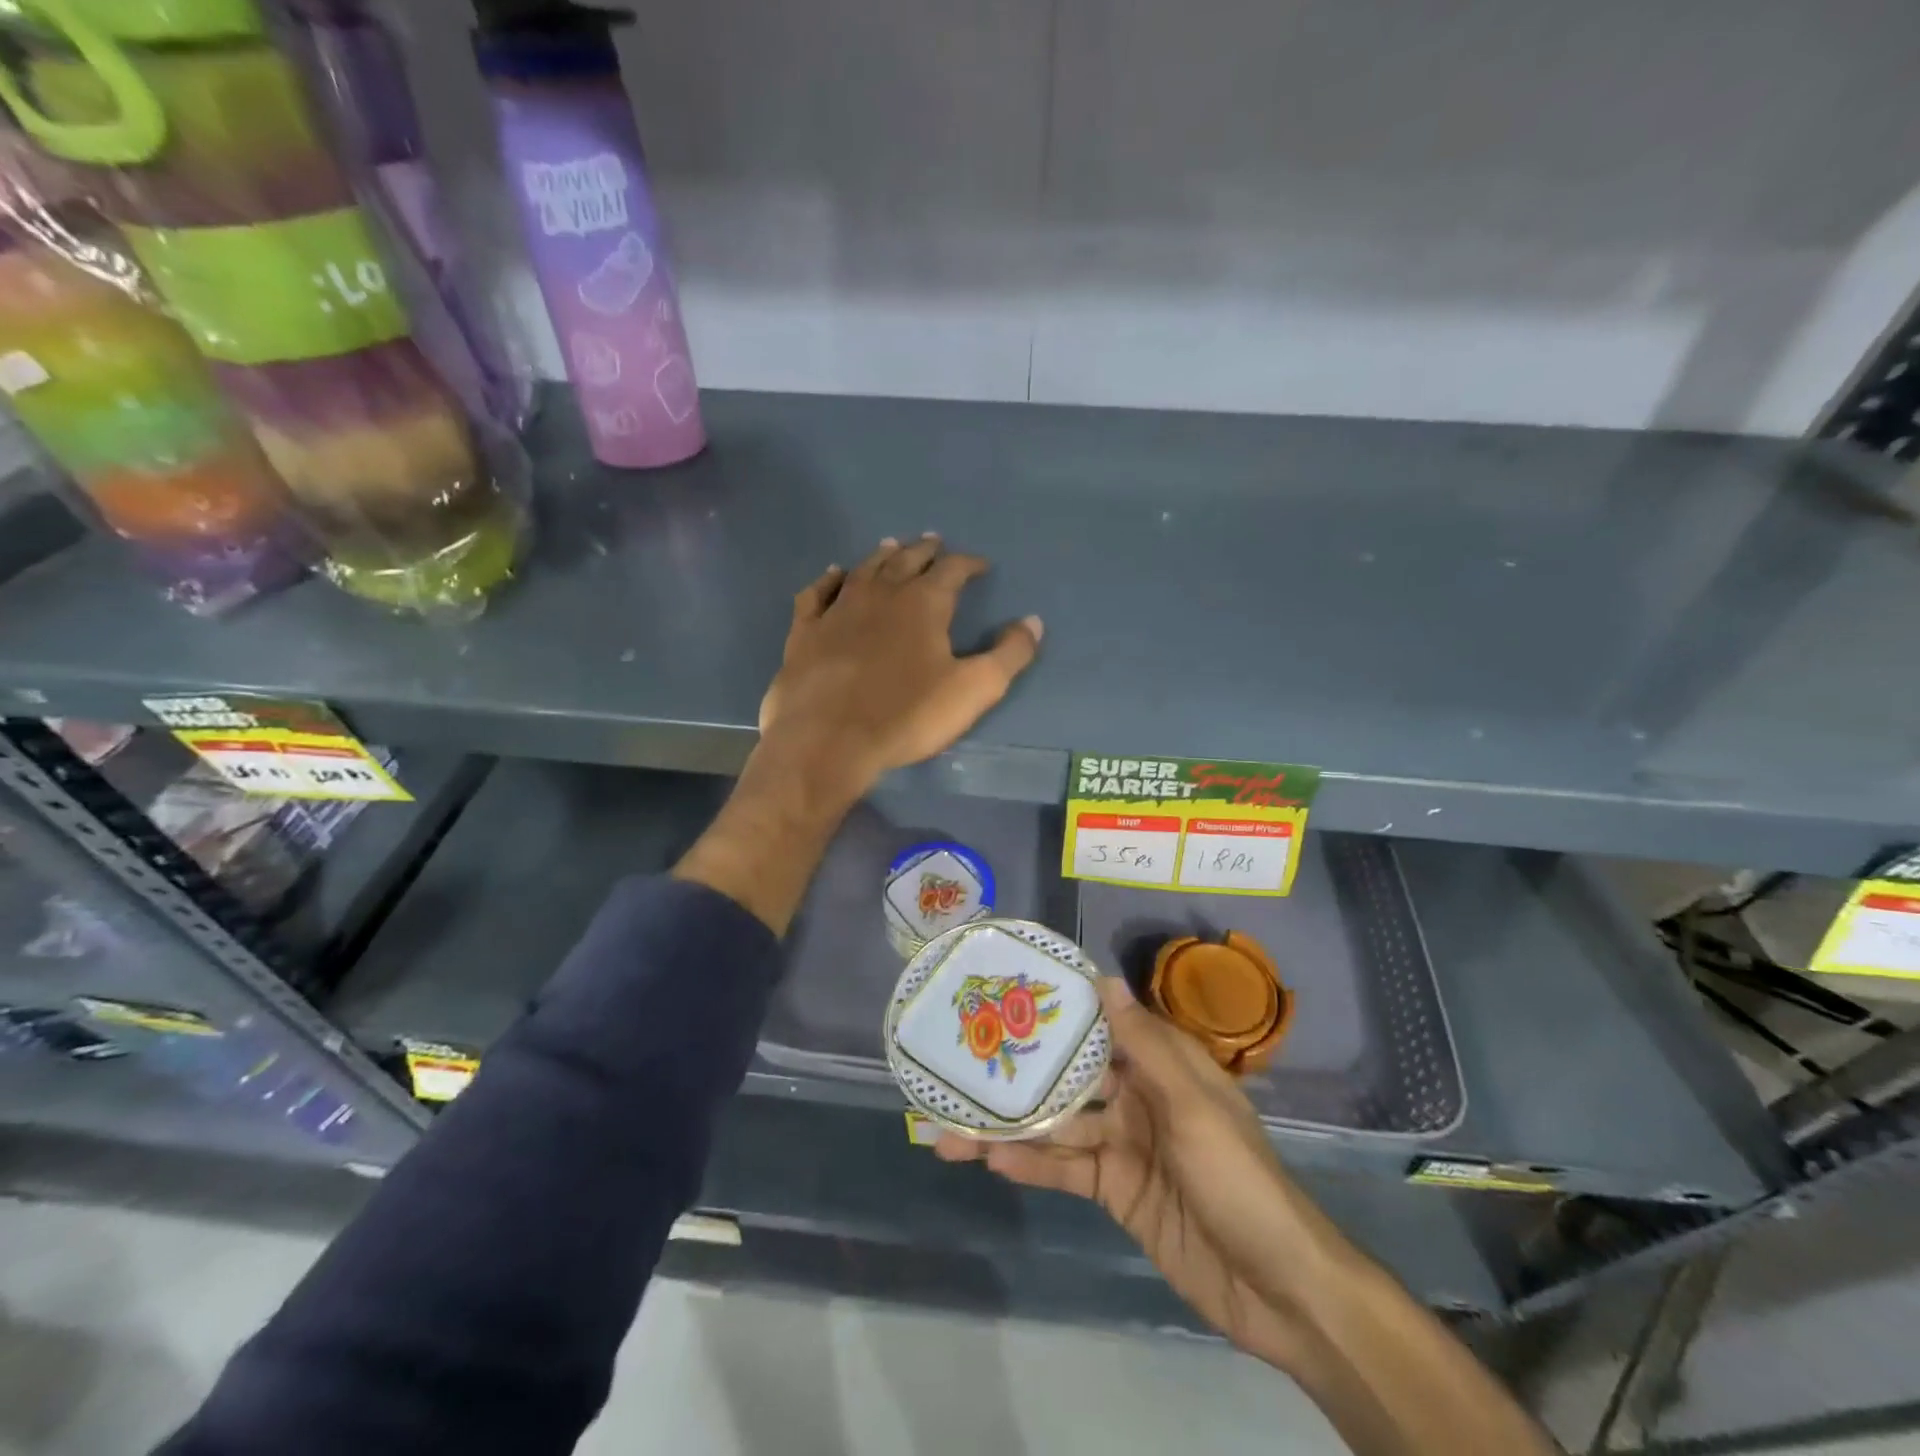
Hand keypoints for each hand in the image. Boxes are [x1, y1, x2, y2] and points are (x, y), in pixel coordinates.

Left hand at [758, 535, 1042, 800]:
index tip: (981, 565)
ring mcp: (838, 609)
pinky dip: (828, 580)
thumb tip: (1033, 621)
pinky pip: (817, 593)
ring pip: (864, 569)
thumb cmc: (907, 715)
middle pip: (907, 560)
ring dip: (882, 556)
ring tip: (892, 545)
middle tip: (934, 541)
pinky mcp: (805, 631)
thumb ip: (1009, 654)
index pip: (953, 570)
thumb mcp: (974, 690)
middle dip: (925, 550)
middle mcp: (881, 594)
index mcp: (924, 603)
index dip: (969, 564)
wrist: (828, 740)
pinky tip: (834, 575)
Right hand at [936, 979, 1337, 1370]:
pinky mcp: (1115, 1191)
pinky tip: (989, 1159)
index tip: (1008, 993)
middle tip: (962, 1062)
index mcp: (1163, 1066)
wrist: (1278, 1289)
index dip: (1060, 1010)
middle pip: (1070, 1077)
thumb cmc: (1237, 1178)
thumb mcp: (1194, 1104)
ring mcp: (1124, 1145)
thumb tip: (1104, 980)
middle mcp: (1139, 1097)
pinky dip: (1030, 1163)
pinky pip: (1066, 1170)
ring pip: (1059, 1126)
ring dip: (1011, 1125)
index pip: (1104, 1025)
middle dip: (1021, 1073)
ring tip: (953, 1125)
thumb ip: (1145, 1045)